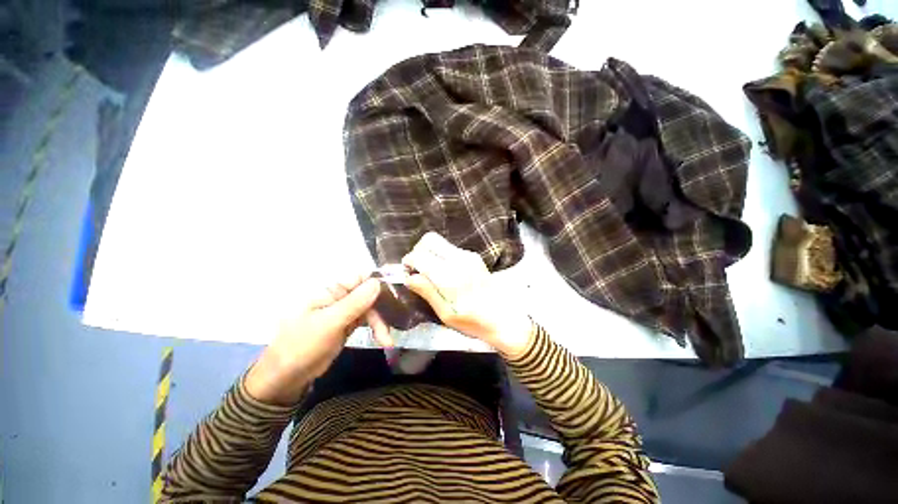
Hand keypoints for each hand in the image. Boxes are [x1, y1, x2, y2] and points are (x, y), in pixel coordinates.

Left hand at [245, 274, 391, 405]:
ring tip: (387, 341)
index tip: (398, 290)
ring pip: (371, 309)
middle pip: (370, 295)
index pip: (360, 277)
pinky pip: (368, 321)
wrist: (286, 378)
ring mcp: (345, 312)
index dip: (379, 280)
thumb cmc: (302, 346)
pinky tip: (383, 339)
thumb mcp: (329, 323)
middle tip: (391, 326)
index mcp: (331, 291)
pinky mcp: (348, 325)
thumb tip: (377, 282)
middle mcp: (340, 298)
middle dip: (383, 309)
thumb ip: (354, 303)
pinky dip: (377, 329)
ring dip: (381, 322)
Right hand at [403, 232, 533, 357]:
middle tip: (417, 269)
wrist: (503, 318)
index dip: (409, 261)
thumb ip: (427, 292)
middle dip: (418, 251)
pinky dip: (440, 255)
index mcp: (450, 276)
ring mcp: (468, 255)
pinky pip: (450, 248)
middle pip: (430, 239)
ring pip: (440, 242)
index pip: (420, 255)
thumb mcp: (446, 314)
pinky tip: (444, 272)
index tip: (407, 272)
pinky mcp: (473, 256)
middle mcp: (459, 259)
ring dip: (429, 252)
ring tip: (430, 272)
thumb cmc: (473, 322)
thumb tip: (408, 277)